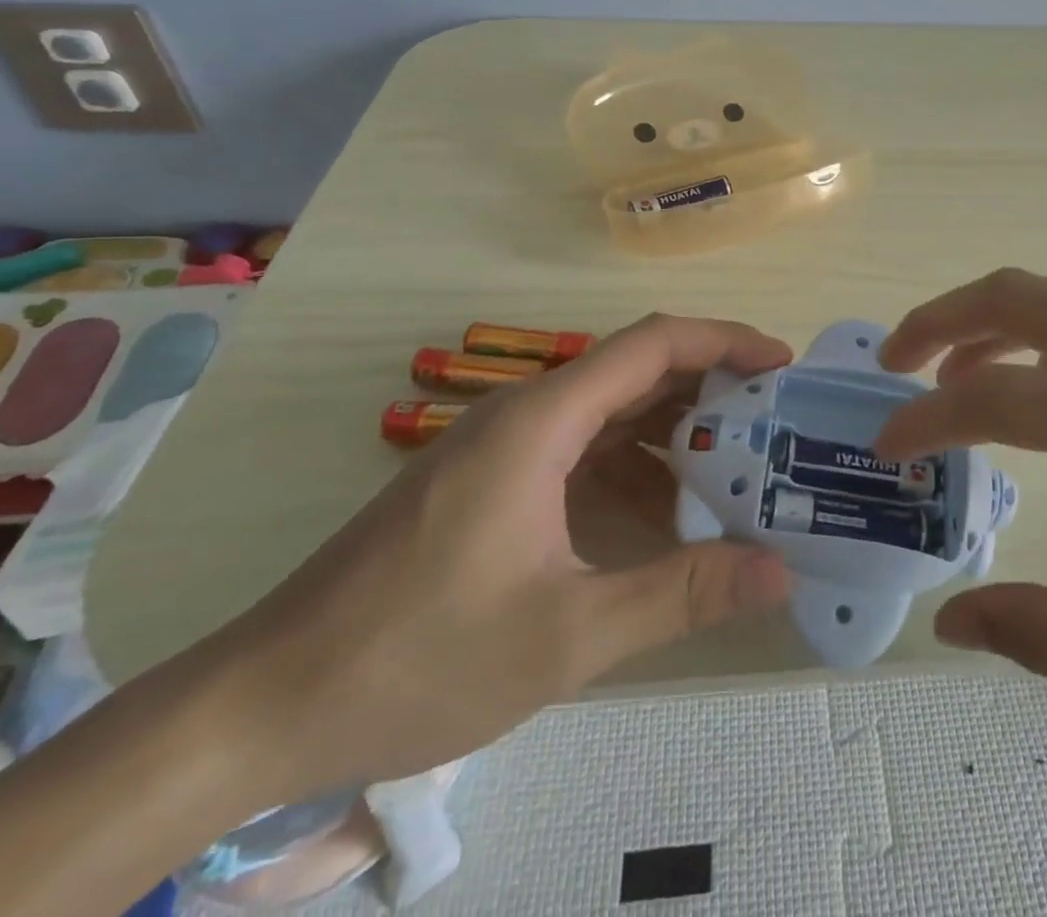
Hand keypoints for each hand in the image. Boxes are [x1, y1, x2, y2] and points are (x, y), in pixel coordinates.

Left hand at [197, 314, 794, 805]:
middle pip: (636, 373)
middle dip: (710, 393)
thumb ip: (682, 593)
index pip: (653, 345)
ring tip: (735, 475)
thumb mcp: (568, 633)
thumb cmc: (418, 655)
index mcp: (543, 420)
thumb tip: (779, 571)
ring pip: (610, 415)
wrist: (265, 704)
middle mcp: (525, 415)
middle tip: (774, 428)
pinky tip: (662, 520)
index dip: (724, 342)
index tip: (781, 365)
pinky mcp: (490, 482)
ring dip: (672, 437)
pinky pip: (580, 454)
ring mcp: (503, 448)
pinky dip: (632, 472)